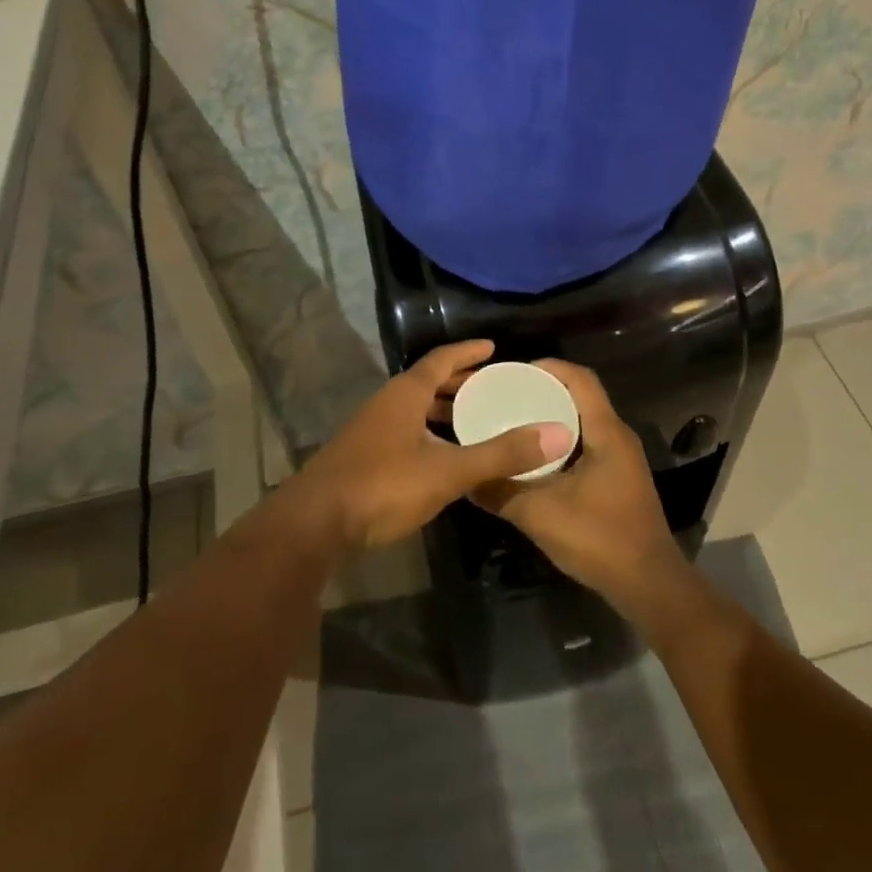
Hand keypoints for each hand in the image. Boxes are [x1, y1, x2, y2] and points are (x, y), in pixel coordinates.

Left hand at [291, 340, 574, 552]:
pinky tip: (443, 456)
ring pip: (414, 409)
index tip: (493, 347)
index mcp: (405, 394)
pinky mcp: (363, 457)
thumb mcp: (448, 470)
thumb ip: (501, 454)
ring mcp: (371, 430)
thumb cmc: (383, 485)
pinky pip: (405, 431)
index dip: (468, 352)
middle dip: (459, 382)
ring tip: (474, 419)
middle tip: (493, 386)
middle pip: (427, 382)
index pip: (441, 359)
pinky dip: (429, 432)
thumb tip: (557, 434)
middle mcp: (387, 403)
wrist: (314, 524)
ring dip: (443, 410)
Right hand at [471, 359, 687, 612]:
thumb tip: (466, 477)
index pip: (580, 378)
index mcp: (606, 432)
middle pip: (581, 396)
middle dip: (544, 390)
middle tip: (506, 396)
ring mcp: (621, 459)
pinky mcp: (618, 479)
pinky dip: (561, 441)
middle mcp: (618, 437)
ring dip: (552, 417)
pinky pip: (587, 443)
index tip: (513, 372)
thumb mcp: (540, 514)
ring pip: (583, 421)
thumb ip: (501, 492)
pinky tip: (535, 459)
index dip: (549, 367)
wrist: (650, 587)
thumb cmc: (600, 539)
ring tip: (515, 422)